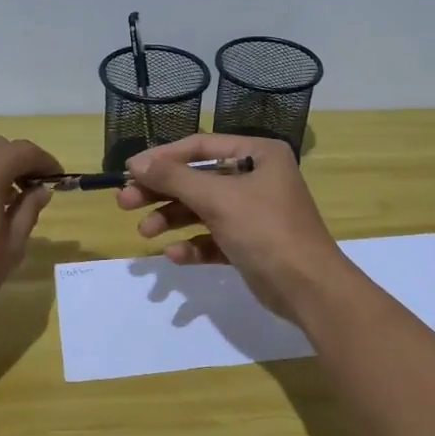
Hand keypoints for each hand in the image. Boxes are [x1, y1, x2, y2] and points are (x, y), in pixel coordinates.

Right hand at [117, 133, 354, 324]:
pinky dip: (193, 244)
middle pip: (197, 179)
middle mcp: (257, 178)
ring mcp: (254, 212)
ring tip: (145, 232)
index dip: (162, 158)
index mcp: (258, 154)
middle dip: (162, 192)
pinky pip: (214, 238)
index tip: (129, 170)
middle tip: (125, 202)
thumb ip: (174, 178)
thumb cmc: (265, 230)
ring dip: (172, 219)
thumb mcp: (217, 198)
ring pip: (202, 210)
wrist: (308, 288)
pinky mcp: (250, 244)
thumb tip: (137, 163)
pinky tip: (175, 255)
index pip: (200, 147)